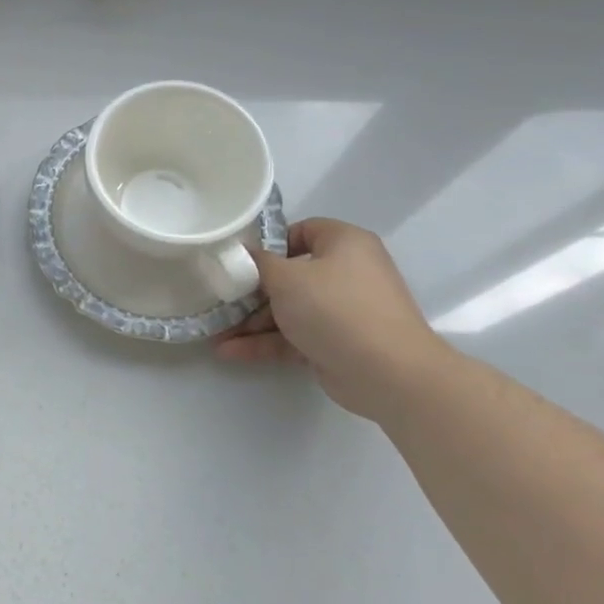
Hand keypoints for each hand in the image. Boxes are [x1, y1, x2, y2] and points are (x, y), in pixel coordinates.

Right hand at [216, 218, 458, 420]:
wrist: (387, 372)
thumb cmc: (335, 308)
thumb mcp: (286, 278)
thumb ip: (257, 263)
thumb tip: (242, 253)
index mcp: (344, 244)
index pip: (303, 231)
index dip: (270, 243)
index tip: (240, 259)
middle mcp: (346, 273)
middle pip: (290, 275)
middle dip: (250, 291)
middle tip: (219, 299)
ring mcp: (342, 311)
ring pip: (289, 310)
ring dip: (251, 322)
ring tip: (215, 332)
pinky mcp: (335, 344)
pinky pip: (294, 336)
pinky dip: (265, 343)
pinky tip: (229, 351)